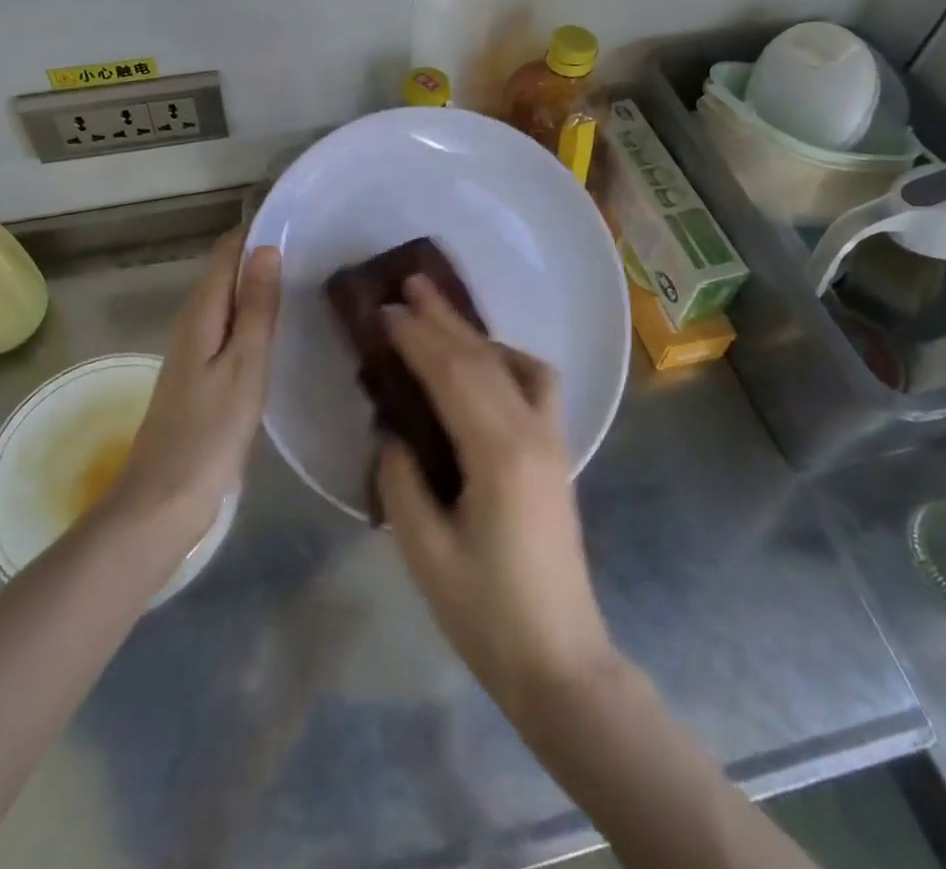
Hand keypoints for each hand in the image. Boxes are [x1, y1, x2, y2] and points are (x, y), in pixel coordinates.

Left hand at [110, 231, 279, 540]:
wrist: (162, 502)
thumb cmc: (209, 432)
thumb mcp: (244, 366)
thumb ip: (256, 308)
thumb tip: (265, 248)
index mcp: (201, 313)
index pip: (226, 252)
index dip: (256, 232)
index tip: (298, 220)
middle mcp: (192, 323)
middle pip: (226, 274)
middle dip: (262, 256)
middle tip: (314, 249)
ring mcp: (193, 352)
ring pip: (228, 302)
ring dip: (259, 288)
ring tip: (305, 280)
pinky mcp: (199, 377)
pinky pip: (228, 330)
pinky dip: (253, 319)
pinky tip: (279, 330)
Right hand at [375, 276, 616, 713]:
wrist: (560, 661)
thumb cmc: (486, 613)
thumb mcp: (425, 551)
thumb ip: (401, 479)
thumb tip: (392, 430)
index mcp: (498, 454)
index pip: (452, 374)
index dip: (416, 337)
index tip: (384, 311)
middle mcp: (532, 432)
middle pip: (483, 358)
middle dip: (443, 318)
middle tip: (410, 283)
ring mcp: (552, 439)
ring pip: (515, 363)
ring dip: (475, 334)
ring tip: (441, 315)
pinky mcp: (557, 452)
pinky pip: (537, 384)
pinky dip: (507, 359)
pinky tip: (484, 364)